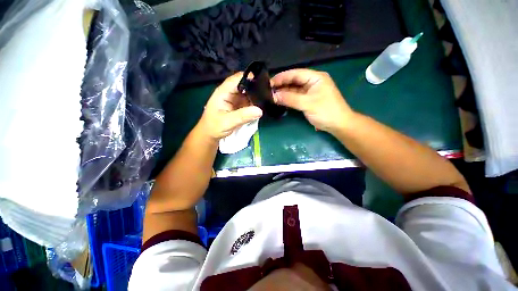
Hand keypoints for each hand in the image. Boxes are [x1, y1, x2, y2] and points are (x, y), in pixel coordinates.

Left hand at [197, 72, 262, 140]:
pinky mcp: (239, 106)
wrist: (210, 135)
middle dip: (256, 86)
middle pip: (244, 84)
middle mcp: (230, 93)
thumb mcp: (227, 122)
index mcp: (223, 92)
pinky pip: (249, 101)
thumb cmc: (214, 127)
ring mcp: (235, 99)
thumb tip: (260, 111)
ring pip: (248, 93)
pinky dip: (255, 102)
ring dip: (257, 95)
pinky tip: (262, 104)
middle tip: (269, 91)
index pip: (237, 79)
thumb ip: (243, 116)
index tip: (264, 82)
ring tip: (268, 97)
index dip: (250, 77)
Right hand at [271, 69, 353, 133]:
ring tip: (272, 95)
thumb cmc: (326, 111)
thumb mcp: (308, 104)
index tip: (270, 82)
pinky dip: (288, 99)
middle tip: (268, 90)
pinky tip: (280, 100)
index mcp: (315, 77)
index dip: (282, 77)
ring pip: (294, 89)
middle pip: (294, 81)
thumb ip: (290, 99)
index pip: (296, 73)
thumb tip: (274, 96)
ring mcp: (310, 91)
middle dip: (282, 85)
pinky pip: (296, 97)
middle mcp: (312, 82)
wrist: (338, 125)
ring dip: (284, 92)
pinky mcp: (308, 100)